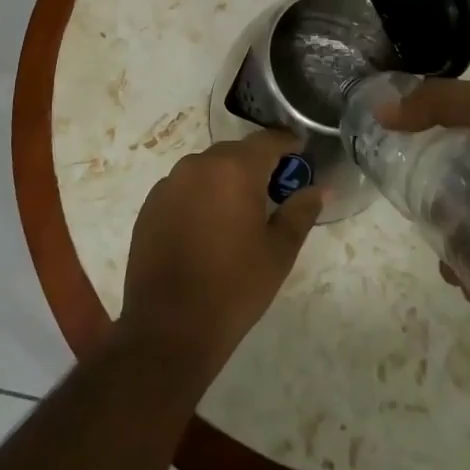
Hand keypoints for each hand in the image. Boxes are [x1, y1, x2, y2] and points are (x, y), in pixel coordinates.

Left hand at [117, 132, 323, 375]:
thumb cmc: (234, 288)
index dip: (286, 143)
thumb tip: (319, 188)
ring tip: (238, 211)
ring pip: (207, 168)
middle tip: (273, 190)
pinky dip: (199, 196)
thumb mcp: (279, 252)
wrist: (169, 328)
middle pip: (235, 152)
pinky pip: (183, 188)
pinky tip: (206, 228)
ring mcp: (170, 183)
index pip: (267, 141)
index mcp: (234, 169)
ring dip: (225, 180)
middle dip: (256, 165)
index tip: (299, 151)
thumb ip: (301, 212)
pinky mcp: (150, 204)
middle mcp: (199, 165)